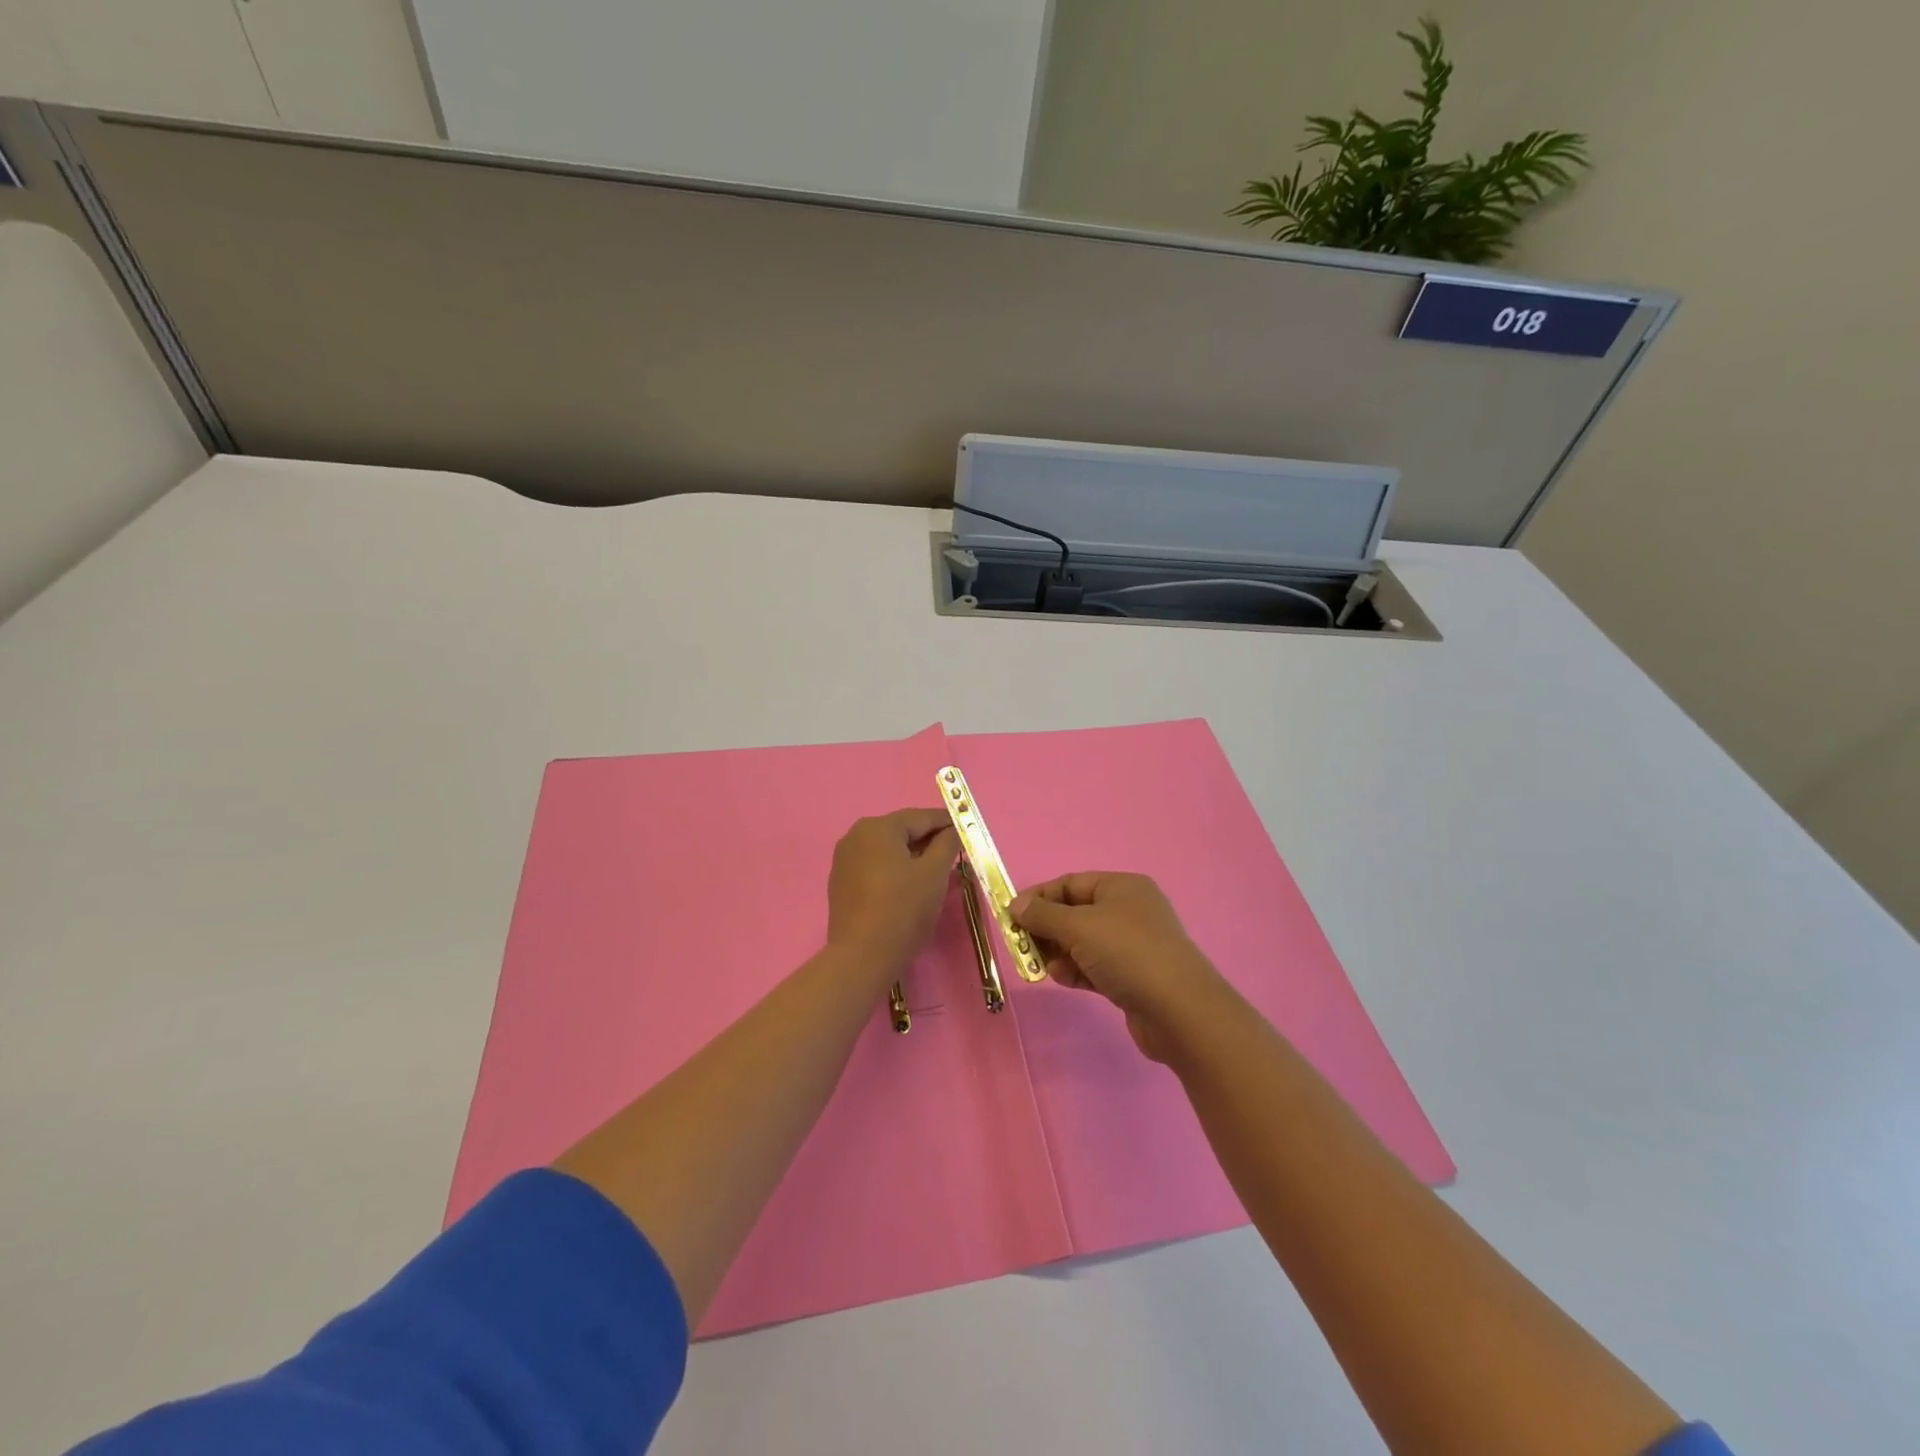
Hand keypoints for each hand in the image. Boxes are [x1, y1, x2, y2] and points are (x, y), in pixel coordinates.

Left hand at [826, 809, 960, 977]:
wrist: (862, 957)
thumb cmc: (903, 909)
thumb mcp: (934, 873)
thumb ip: (947, 844)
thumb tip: (952, 830)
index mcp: (877, 827)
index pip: (920, 817)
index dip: (947, 822)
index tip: (968, 830)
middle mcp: (855, 836)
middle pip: (902, 831)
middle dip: (930, 840)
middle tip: (956, 852)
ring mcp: (844, 861)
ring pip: (888, 850)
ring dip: (913, 856)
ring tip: (938, 871)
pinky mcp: (842, 884)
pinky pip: (875, 867)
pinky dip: (895, 871)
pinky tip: (911, 886)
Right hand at [1012, 872, 1229, 1060]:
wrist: (1180, 1012)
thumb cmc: (1128, 954)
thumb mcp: (1079, 927)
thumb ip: (1043, 914)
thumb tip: (1016, 905)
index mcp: (1121, 887)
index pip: (1070, 884)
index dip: (1038, 897)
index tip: (1010, 917)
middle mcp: (1128, 910)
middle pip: (1074, 913)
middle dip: (1046, 929)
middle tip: (1022, 947)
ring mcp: (1132, 945)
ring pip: (1082, 942)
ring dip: (1059, 953)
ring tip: (1044, 968)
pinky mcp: (1132, 976)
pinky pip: (1094, 966)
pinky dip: (1076, 971)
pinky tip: (1065, 980)